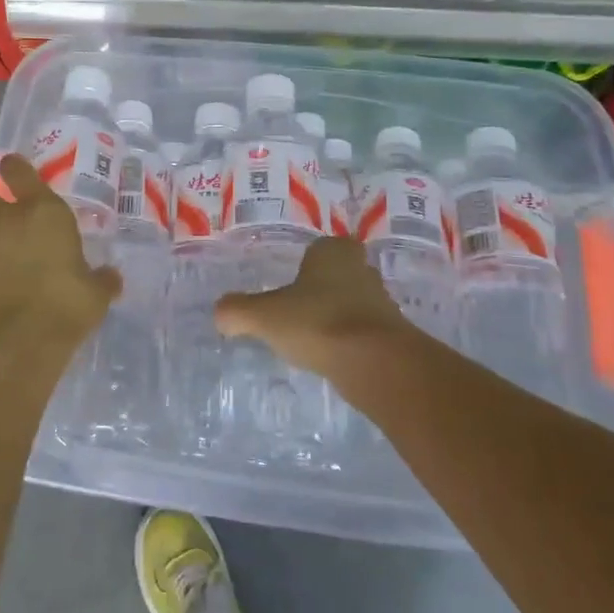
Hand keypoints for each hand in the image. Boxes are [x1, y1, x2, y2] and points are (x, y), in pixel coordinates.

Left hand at [0, 153, 121, 349]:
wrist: (17, 342)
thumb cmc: (65, 305)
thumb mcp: (96, 294)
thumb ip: (101, 280)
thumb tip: (111, 277)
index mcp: (42, 212)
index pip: (20, 172)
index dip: (14, 167)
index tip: (12, 167)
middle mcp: (5, 221)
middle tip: (1, 216)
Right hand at [216, 237, 416, 378]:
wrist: (377, 364)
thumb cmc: (318, 322)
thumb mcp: (264, 316)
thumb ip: (238, 311)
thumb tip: (220, 313)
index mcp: (333, 252)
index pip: (321, 248)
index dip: (308, 262)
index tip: (292, 282)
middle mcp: (362, 270)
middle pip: (340, 274)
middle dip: (324, 288)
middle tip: (300, 308)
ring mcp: (382, 303)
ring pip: (354, 303)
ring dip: (338, 316)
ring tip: (313, 338)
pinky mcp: (393, 336)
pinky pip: (365, 332)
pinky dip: (350, 342)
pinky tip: (333, 358)